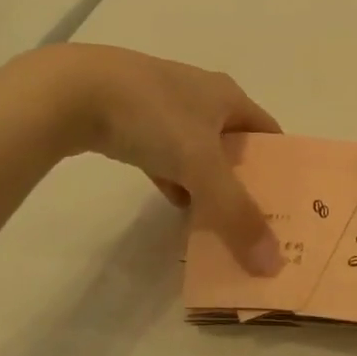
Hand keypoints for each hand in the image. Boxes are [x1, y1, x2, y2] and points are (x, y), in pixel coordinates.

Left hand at [8, 45, 283, 273]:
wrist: (71, 91)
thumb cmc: (152, 116)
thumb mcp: (201, 167)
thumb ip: (236, 214)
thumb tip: (272, 264)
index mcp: (228, 96)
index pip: (268, 132)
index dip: (279, 166)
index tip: (286, 204)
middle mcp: (201, 96)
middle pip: (234, 144)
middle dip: (244, 180)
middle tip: (253, 221)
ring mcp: (163, 107)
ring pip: (198, 152)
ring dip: (207, 183)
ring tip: (217, 220)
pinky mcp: (131, 119)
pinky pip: (165, 155)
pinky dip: (174, 179)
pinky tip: (174, 203)